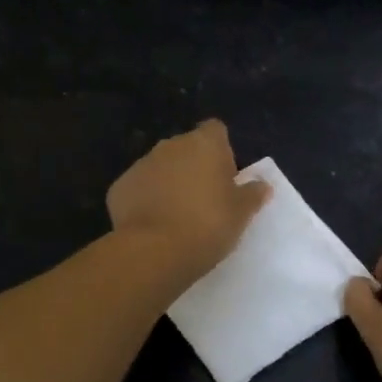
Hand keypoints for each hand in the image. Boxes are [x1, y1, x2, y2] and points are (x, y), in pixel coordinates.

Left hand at [107, 120, 270, 281]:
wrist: (154, 251)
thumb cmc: (208, 225)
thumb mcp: (241, 213)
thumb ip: (253, 194)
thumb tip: (262, 184)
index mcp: (204, 144)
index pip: (215, 130)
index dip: (222, 150)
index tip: (225, 176)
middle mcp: (170, 145)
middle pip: (187, 148)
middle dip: (194, 167)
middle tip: (204, 200)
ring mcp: (141, 164)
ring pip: (160, 167)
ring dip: (169, 182)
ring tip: (177, 216)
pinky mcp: (119, 187)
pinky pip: (139, 188)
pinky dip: (145, 200)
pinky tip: (153, 225)